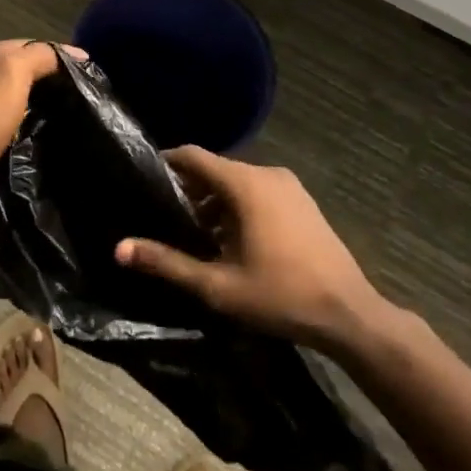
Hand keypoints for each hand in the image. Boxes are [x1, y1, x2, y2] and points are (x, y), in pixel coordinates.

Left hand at [0, 40, 79, 246]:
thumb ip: (40, 56)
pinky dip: (27, 139)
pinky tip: (49, 146)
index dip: (53, 54)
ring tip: (74, 122)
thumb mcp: (10, 74)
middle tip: (84, 98)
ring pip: (13, 109)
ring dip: (38, 114)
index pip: (19, 46)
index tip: (88, 71)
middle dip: (47, 85)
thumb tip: (76, 53)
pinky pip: (8, 138)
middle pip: (15, 77)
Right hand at [115, 146, 390, 351]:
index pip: (192, 155)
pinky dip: (237, 206)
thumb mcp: (218, 285)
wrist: (350, 314)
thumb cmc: (280, 295)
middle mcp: (266, 173)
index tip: (142, 180)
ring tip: (192, 233)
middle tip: (162, 215)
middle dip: (187, 189)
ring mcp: (289, 186)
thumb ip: (168, 263)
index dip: (164, 164)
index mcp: (245, 183)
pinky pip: (258, 192)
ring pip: (237, 182)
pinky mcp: (302, 202)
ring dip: (213, 202)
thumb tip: (119, 249)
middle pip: (214, 169)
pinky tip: (229, 241)